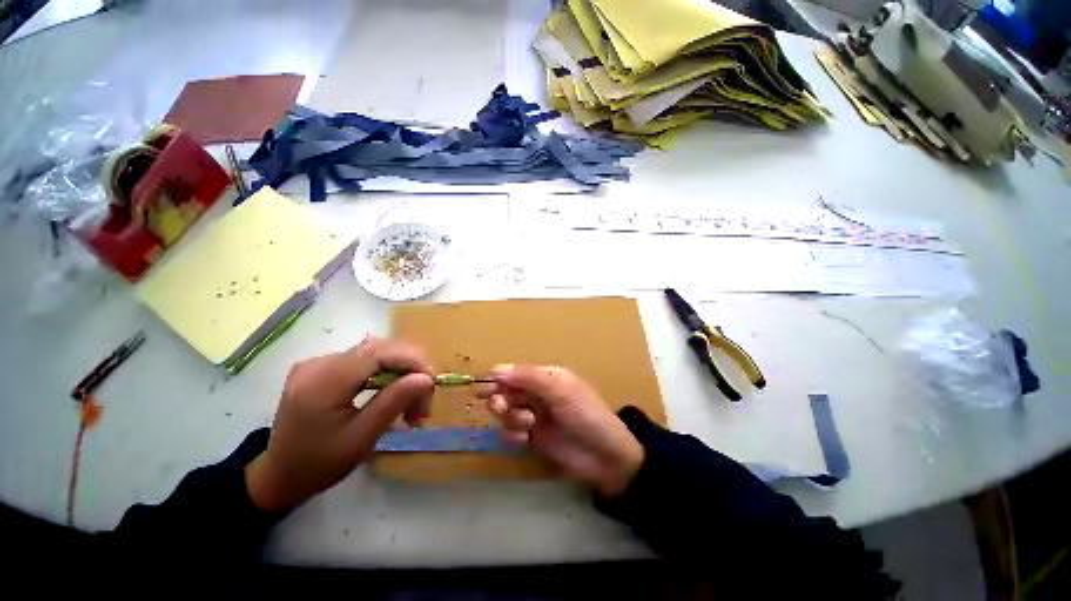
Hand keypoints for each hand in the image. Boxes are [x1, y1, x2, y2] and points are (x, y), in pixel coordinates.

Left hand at [246, 337, 434, 512]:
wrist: (279, 476)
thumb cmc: (319, 465)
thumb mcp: (361, 439)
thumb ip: (393, 403)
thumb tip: (426, 378)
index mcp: (322, 382)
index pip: (377, 352)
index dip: (411, 360)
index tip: (432, 382)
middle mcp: (318, 363)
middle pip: (378, 349)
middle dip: (409, 368)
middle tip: (423, 398)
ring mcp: (318, 363)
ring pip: (375, 352)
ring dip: (399, 371)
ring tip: (410, 399)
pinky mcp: (322, 367)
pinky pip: (364, 360)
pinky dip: (386, 372)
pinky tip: (391, 391)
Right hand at [479, 366, 643, 497]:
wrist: (605, 457)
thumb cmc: (585, 414)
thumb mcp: (560, 390)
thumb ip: (529, 378)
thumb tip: (497, 369)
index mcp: (546, 377)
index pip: (516, 373)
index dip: (499, 378)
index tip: (485, 386)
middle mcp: (537, 394)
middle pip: (507, 391)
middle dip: (500, 398)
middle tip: (500, 406)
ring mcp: (534, 416)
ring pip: (506, 412)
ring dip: (510, 417)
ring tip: (526, 424)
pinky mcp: (532, 438)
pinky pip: (510, 432)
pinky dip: (513, 434)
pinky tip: (525, 439)